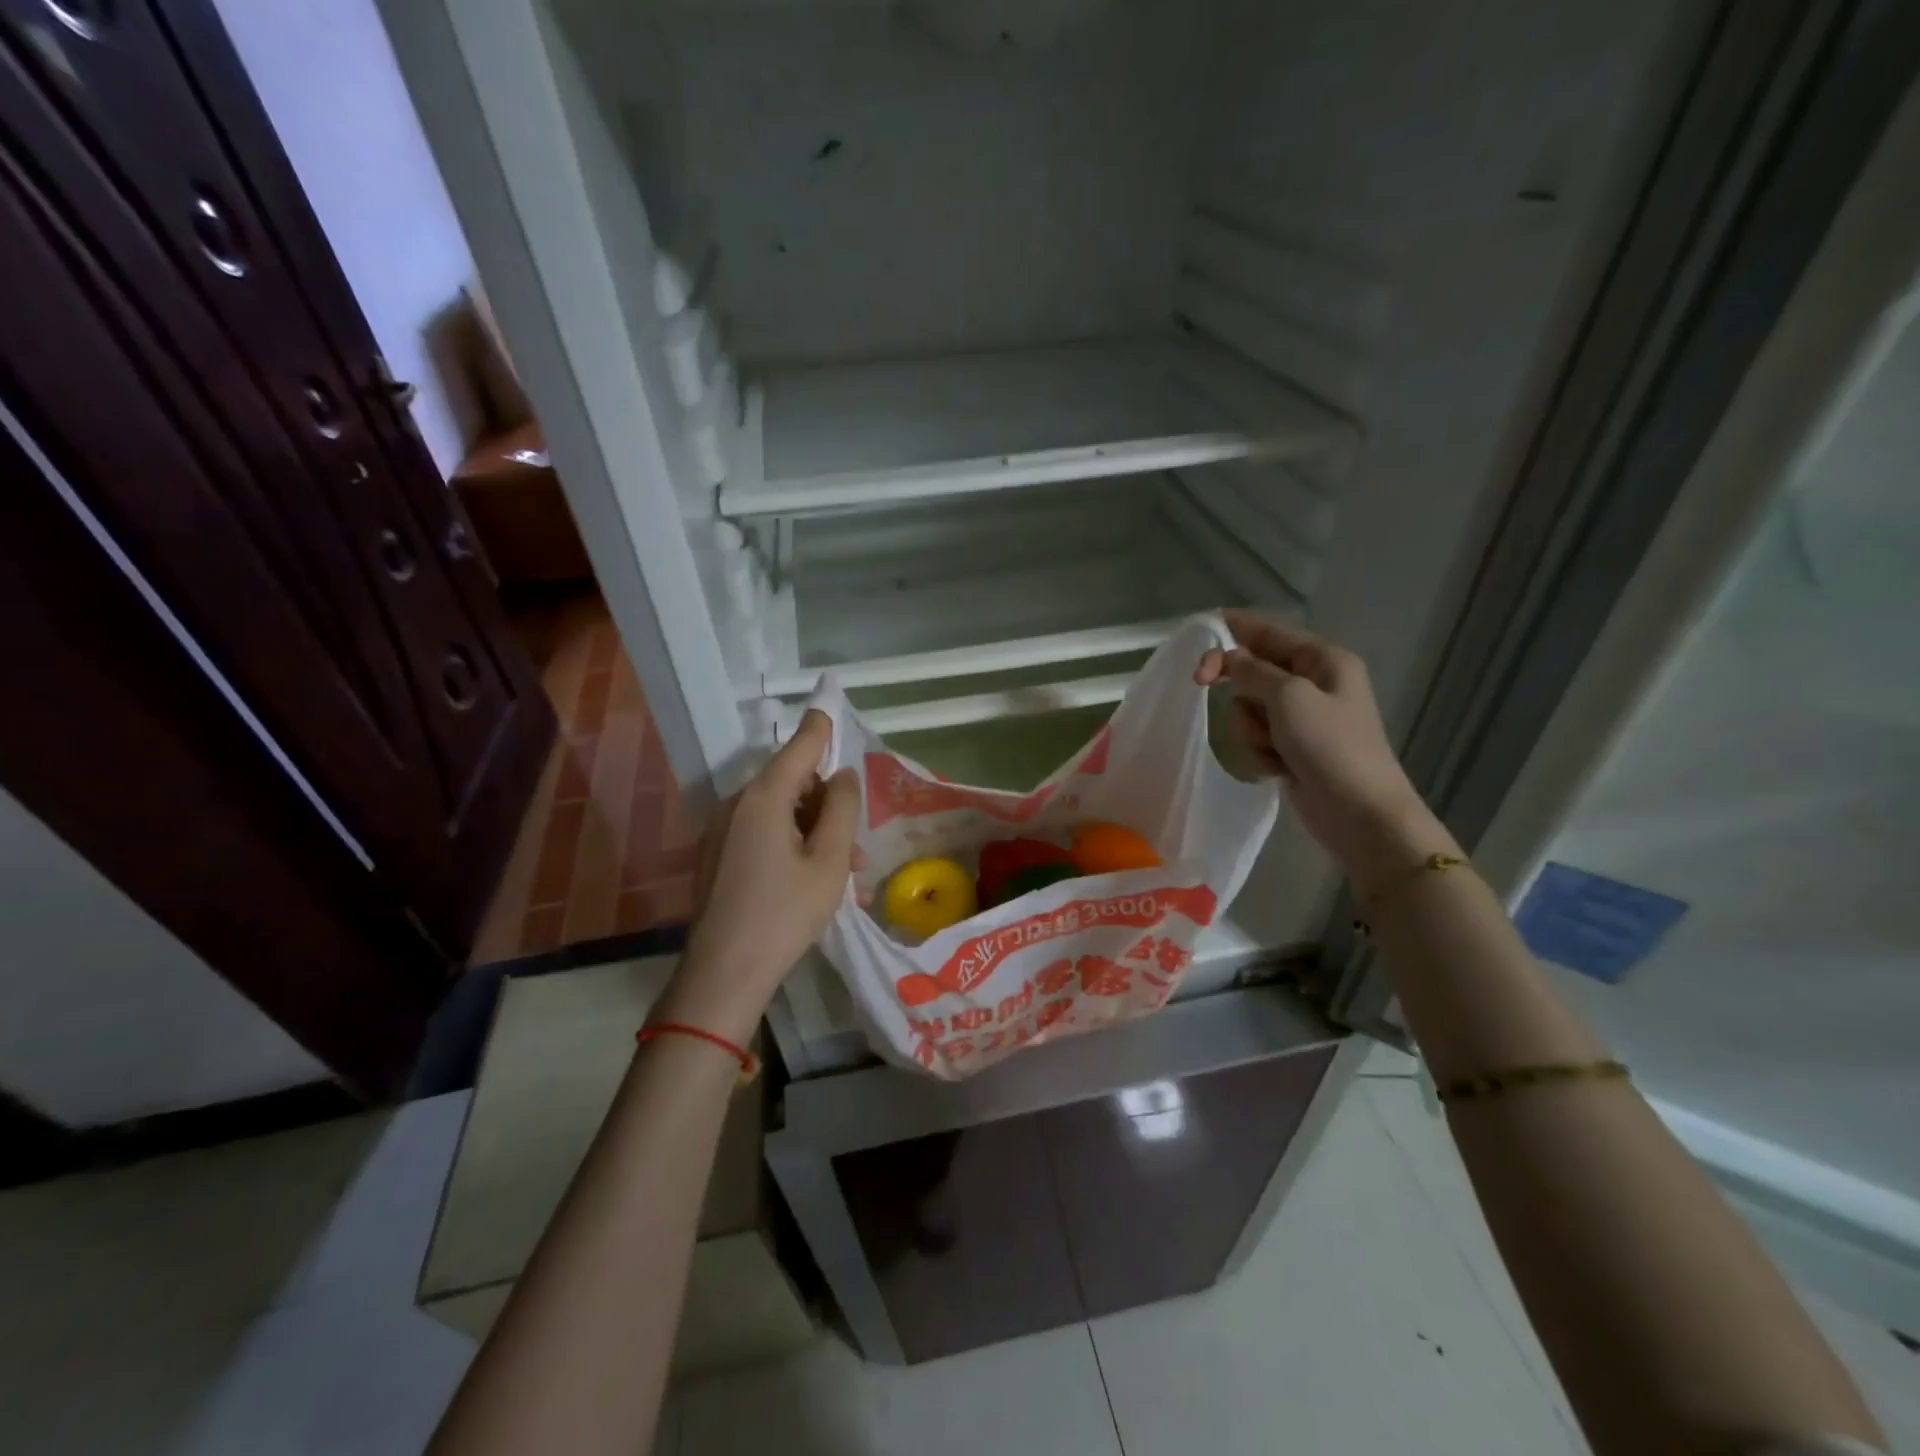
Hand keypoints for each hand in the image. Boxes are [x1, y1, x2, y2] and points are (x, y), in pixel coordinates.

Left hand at [659, 711, 861, 1043]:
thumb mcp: (829, 861)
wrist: (722, 973)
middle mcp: (737, 804)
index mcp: (764, 797)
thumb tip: (844, 775)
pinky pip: (762, 835)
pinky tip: (813, 882)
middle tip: (857, 846)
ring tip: (845, 874)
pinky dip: (791, 846)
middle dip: (828, 804)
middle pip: (792, 783)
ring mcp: (722, 831)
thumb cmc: (784, 914)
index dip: (821, 727)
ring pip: (780, 813)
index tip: (831, 703)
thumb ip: (843, 809)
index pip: (800, 746)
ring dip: (815, 832)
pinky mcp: (717, 856)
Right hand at [1195, 609, 1455, 892]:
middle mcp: (1312, 683)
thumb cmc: (1331, 746)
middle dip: (1239, 689)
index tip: (1196, 635)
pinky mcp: (1290, 749)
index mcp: (1322, 660)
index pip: (1268, 632)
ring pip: (1247, 708)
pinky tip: (1277, 768)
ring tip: (1273, 748)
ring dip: (1250, 729)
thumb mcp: (1289, 697)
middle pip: (1251, 671)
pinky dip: (1259, 752)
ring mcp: (1300, 719)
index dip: (1232, 629)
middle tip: (1201, 684)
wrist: (1360, 813)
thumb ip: (1252, 672)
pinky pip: (1255, 737)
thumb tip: (1228, 658)